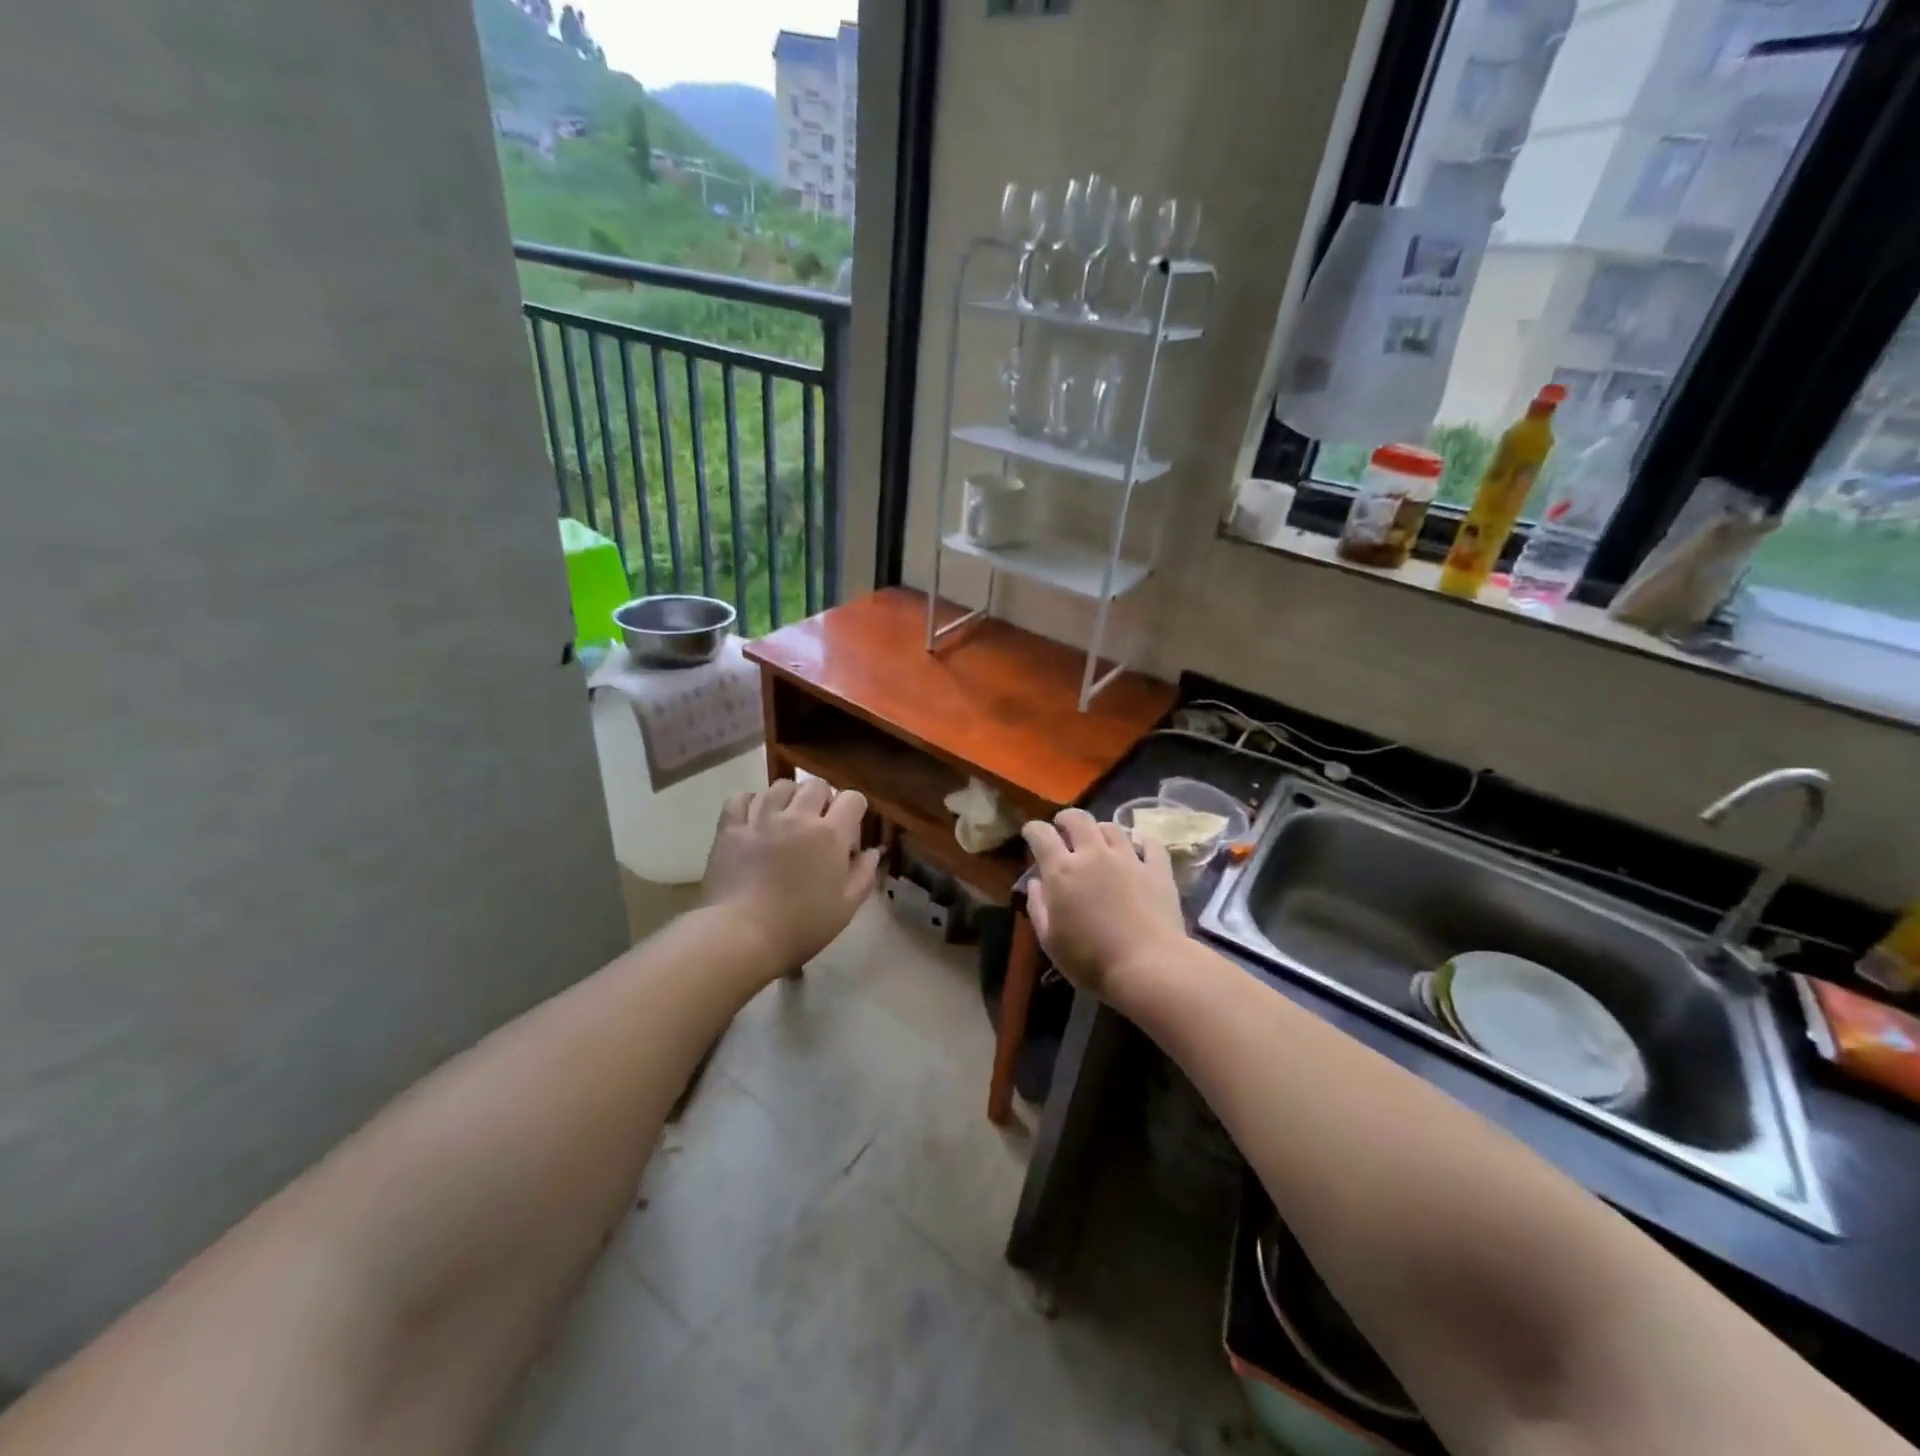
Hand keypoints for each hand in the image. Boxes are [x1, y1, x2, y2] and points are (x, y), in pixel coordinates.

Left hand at [703, 779, 880, 970]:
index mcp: (830, 834)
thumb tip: (873, 852)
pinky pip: (740, 798)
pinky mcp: (730, 829)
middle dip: (823, 799)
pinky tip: (753, 818)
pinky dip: (749, 802)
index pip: (852, 798)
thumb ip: (864, 874)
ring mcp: (761, 819)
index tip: (849, 832)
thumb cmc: (802, 925)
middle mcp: (797, 817)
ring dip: (789, 797)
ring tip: (786, 818)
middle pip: (816, 785)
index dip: (855, 810)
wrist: (743, 935)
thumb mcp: (846, 907)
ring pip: (780, 786)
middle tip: (818, 824)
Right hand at [1021, 808, 1186, 1002]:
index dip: (1033, 829)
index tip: (1030, 832)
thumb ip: (1038, 907)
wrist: (1148, 967)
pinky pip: (1149, 844)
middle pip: (1079, 819)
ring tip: (1099, 839)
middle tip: (1063, 826)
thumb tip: (1036, 883)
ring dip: (1100, 829)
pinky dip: (1140, 842)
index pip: (1042, 835)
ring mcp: (1129, 858)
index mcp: (1063, 870)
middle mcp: (1094, 854)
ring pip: (1113, 827)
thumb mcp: (1050, 941)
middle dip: (1066, 818)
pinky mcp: (1158, 869)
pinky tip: (1138, 849)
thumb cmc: (1090, 959)